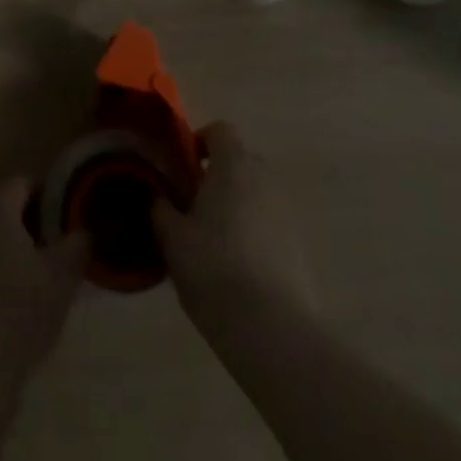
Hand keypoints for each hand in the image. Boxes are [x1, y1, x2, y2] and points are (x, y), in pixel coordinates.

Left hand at [0, 178, 88, 372]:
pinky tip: (15, 286)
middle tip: (56, 236)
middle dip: (29, 216)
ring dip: (13, 240)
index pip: (22, 182)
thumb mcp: (63, 274)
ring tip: (39, 263)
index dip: (45, 191)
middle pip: (4, 205)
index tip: (65, 210)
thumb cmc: (24, 307)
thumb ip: (77, 243)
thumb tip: (86, 229)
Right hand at [155, 121, 317, 327]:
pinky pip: (271, 224)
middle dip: (218, 176)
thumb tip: (159, 197)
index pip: (220, 130)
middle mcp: (265, 178)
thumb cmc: (214, 269)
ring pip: (257, 194)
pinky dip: (256, 233)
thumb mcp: (172, 238)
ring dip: (238, 205)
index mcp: (234, 165)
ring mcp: (288, 212)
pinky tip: (239, 268)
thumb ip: (162, 209)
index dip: (200, 141)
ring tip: (215, 241)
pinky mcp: (301, 245)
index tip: (183, 167)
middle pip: (240, 161)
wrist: (273, 329)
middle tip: (194, 205)